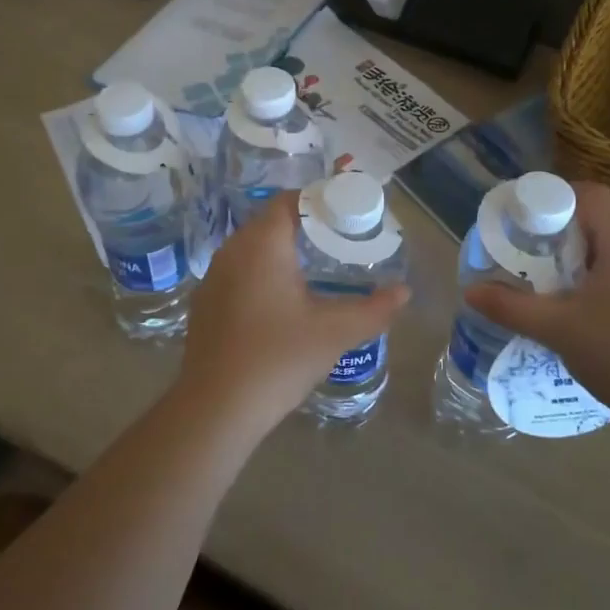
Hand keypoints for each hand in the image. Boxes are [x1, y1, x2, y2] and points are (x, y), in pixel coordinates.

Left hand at [175, 192, 409, 432]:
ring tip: (316, 268)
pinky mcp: (205, 302)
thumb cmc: (278, 359)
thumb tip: (404, 292)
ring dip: (282, 250)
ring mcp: (213, 277)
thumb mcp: (334, 333)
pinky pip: (238, 271)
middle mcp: (232, 250)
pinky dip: (262, 273)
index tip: (348, 217)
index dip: (320, 202)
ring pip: (253, 248)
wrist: (215, 408)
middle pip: (271, 222)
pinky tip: (281, 301)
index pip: (290, 201)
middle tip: (340, 242)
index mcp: (262, 244)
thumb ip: (374, 309)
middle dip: (306, 226)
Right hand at [466, 182, 609, 414]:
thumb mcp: (557, 329)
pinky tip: (580, 314)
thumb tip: (470, 291)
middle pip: (598, 222)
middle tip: (527, 256)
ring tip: (547, 286)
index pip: (589, 195)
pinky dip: (597, 283)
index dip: (553, 198)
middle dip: (559, 235)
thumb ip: (511, 307)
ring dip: (577, 262)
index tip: (524, 220)